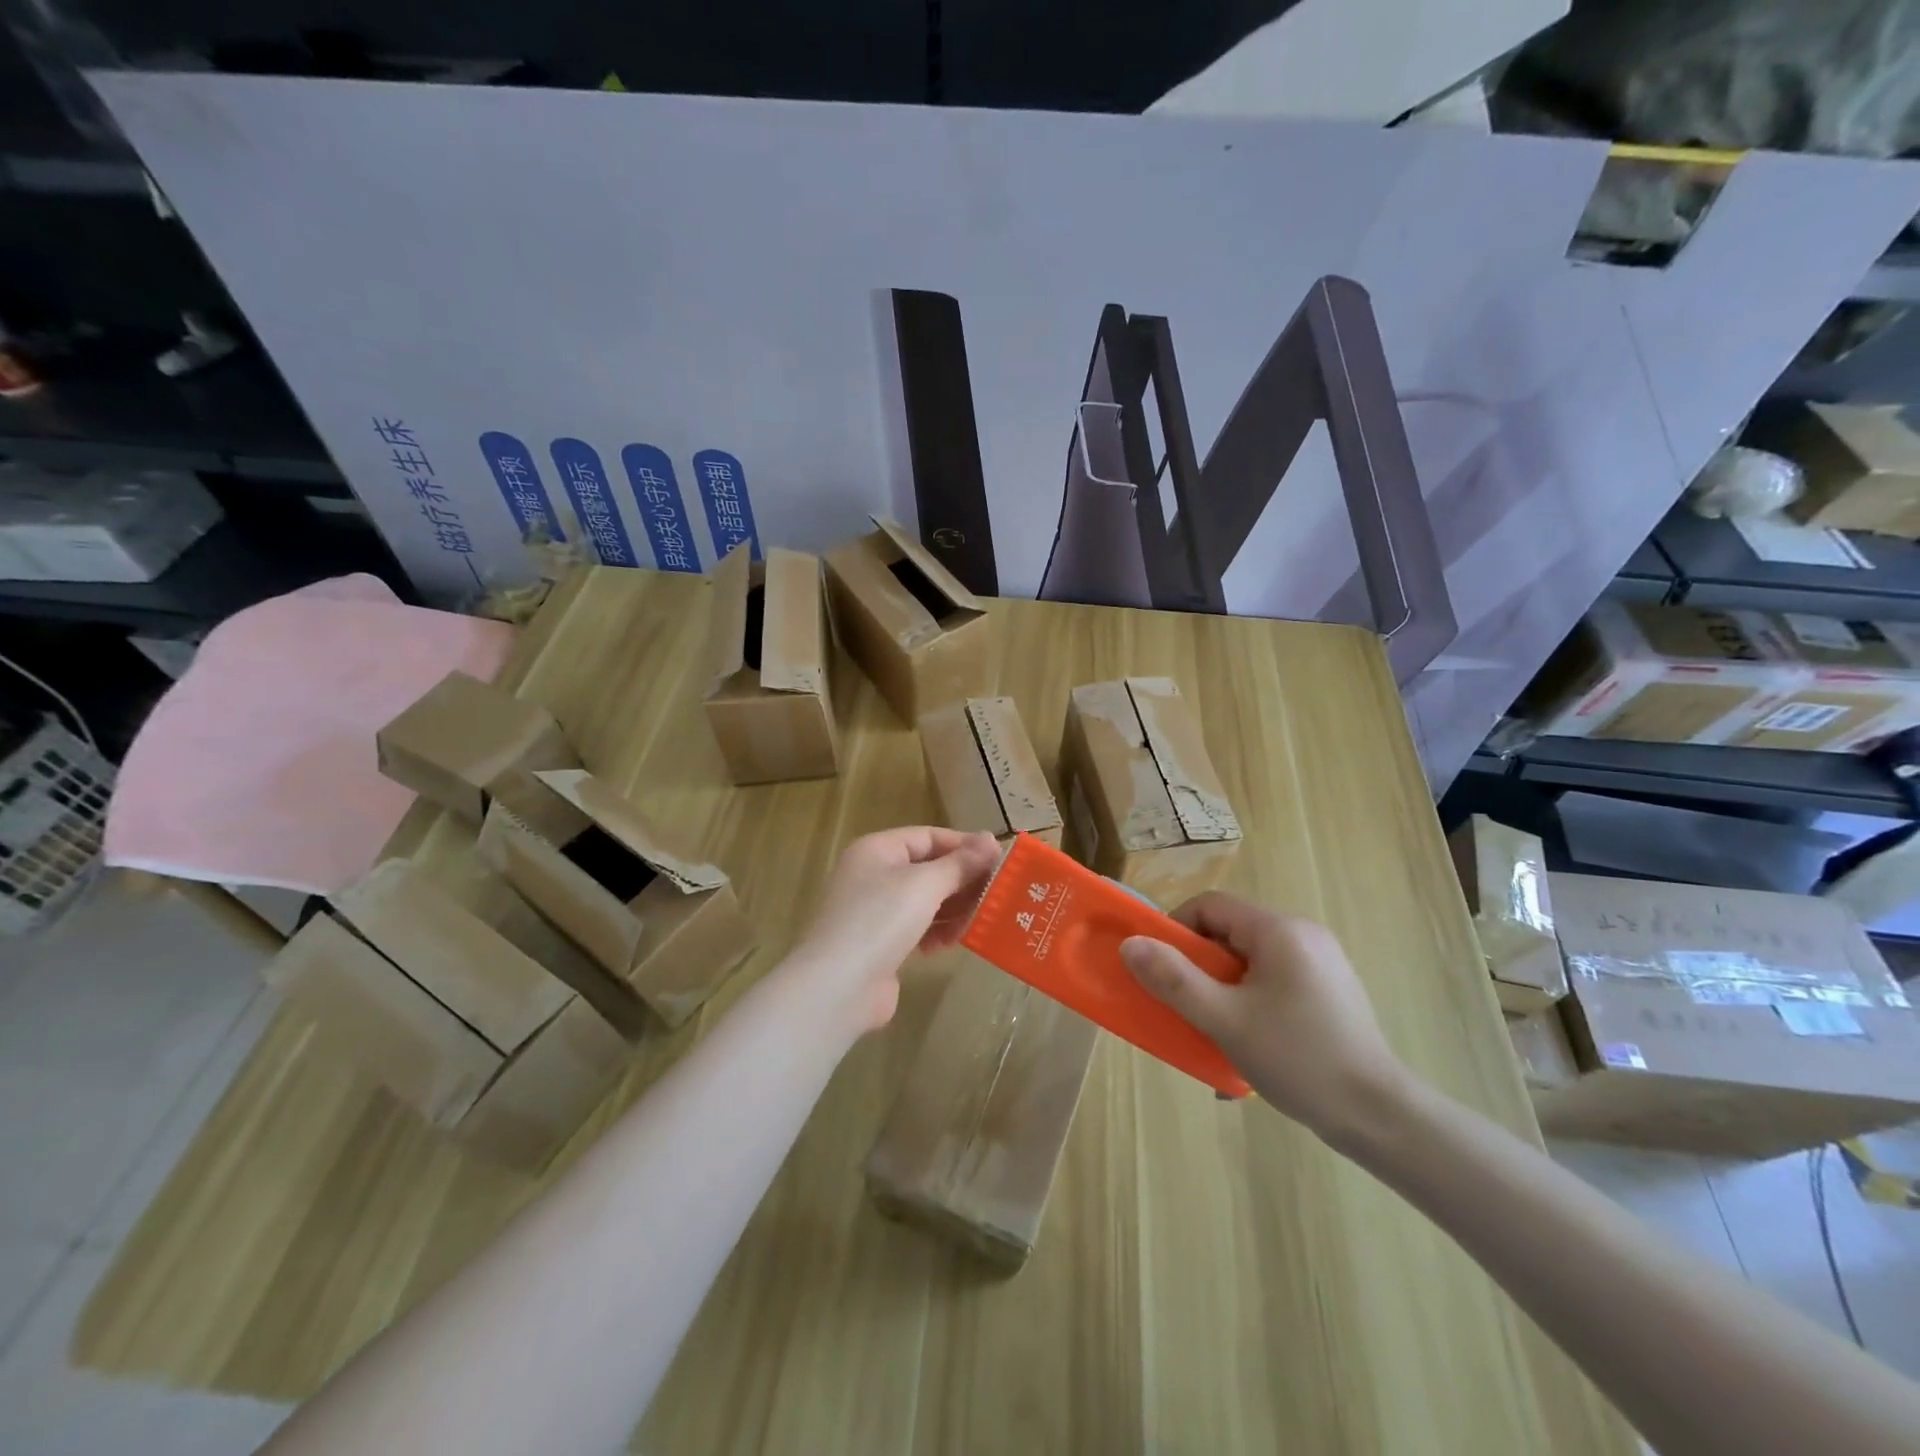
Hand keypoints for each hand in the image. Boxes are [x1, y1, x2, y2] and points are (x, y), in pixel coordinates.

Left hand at [792, 826, 1002, 1032]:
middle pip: (927, 868)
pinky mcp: (880, 945)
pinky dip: (937, 932)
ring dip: (954, 908)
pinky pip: (917, 928)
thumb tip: (991, 839)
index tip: (1000, 859)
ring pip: (924, 901)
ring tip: (983, 917)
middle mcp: (873, 875)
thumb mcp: (925, 884)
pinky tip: (954, 942)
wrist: (839, 986)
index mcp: (877, 850)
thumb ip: (960, 863)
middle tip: (999, 891)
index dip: (964, 845)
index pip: (928, 836)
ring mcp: (874, 912)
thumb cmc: (881, 920)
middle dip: (962, 880)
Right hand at [1119, 893, 1413, 1147]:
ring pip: (1251, 960)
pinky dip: (1251, 1001)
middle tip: (1186, 1005)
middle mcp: (1303, 934)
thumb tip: (1130, 944)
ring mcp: (1322, 962)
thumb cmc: (1298, 1059)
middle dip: (1199, 966)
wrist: (1380, 1117)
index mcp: (1279, 930)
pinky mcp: (1331, 990)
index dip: (1176, 930)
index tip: (1161, 970)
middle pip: (1230, 932)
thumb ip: (1174, 980)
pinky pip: (1275, 980)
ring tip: (1215, 1031)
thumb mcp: (1224, 1020)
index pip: (1211, 905)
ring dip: (1223, 988)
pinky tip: (1249, 1043)